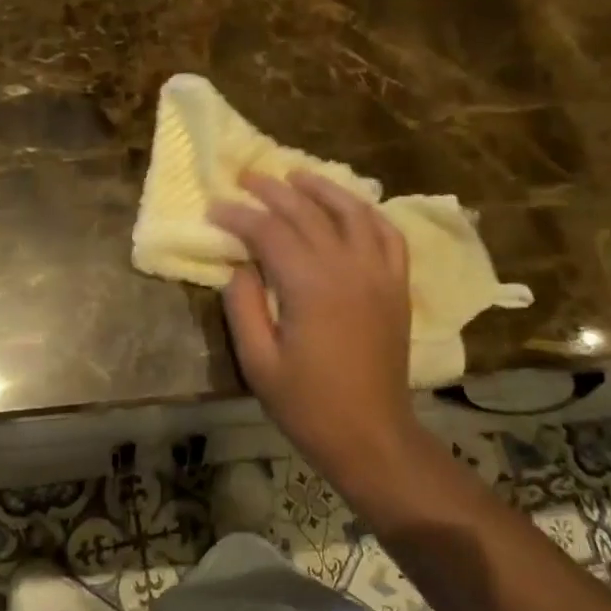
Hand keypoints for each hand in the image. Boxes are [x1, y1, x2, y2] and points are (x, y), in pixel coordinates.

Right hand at [208, 171, 422, 495]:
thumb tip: (239, 265)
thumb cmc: (307, 404)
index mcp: (309, 285)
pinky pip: (388, 234)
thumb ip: (243, 305)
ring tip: (295, 175)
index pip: (268, 232)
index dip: (238, 216)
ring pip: (351, 211)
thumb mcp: (258, 361)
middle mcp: (347, 267)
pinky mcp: (396, 285)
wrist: (371, 435)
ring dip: (322, 188)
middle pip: (307, 212)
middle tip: (245, 178)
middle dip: (272, 191)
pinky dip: (368, 213)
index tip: (214, 208)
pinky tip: (351, 206)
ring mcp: (378, 273)